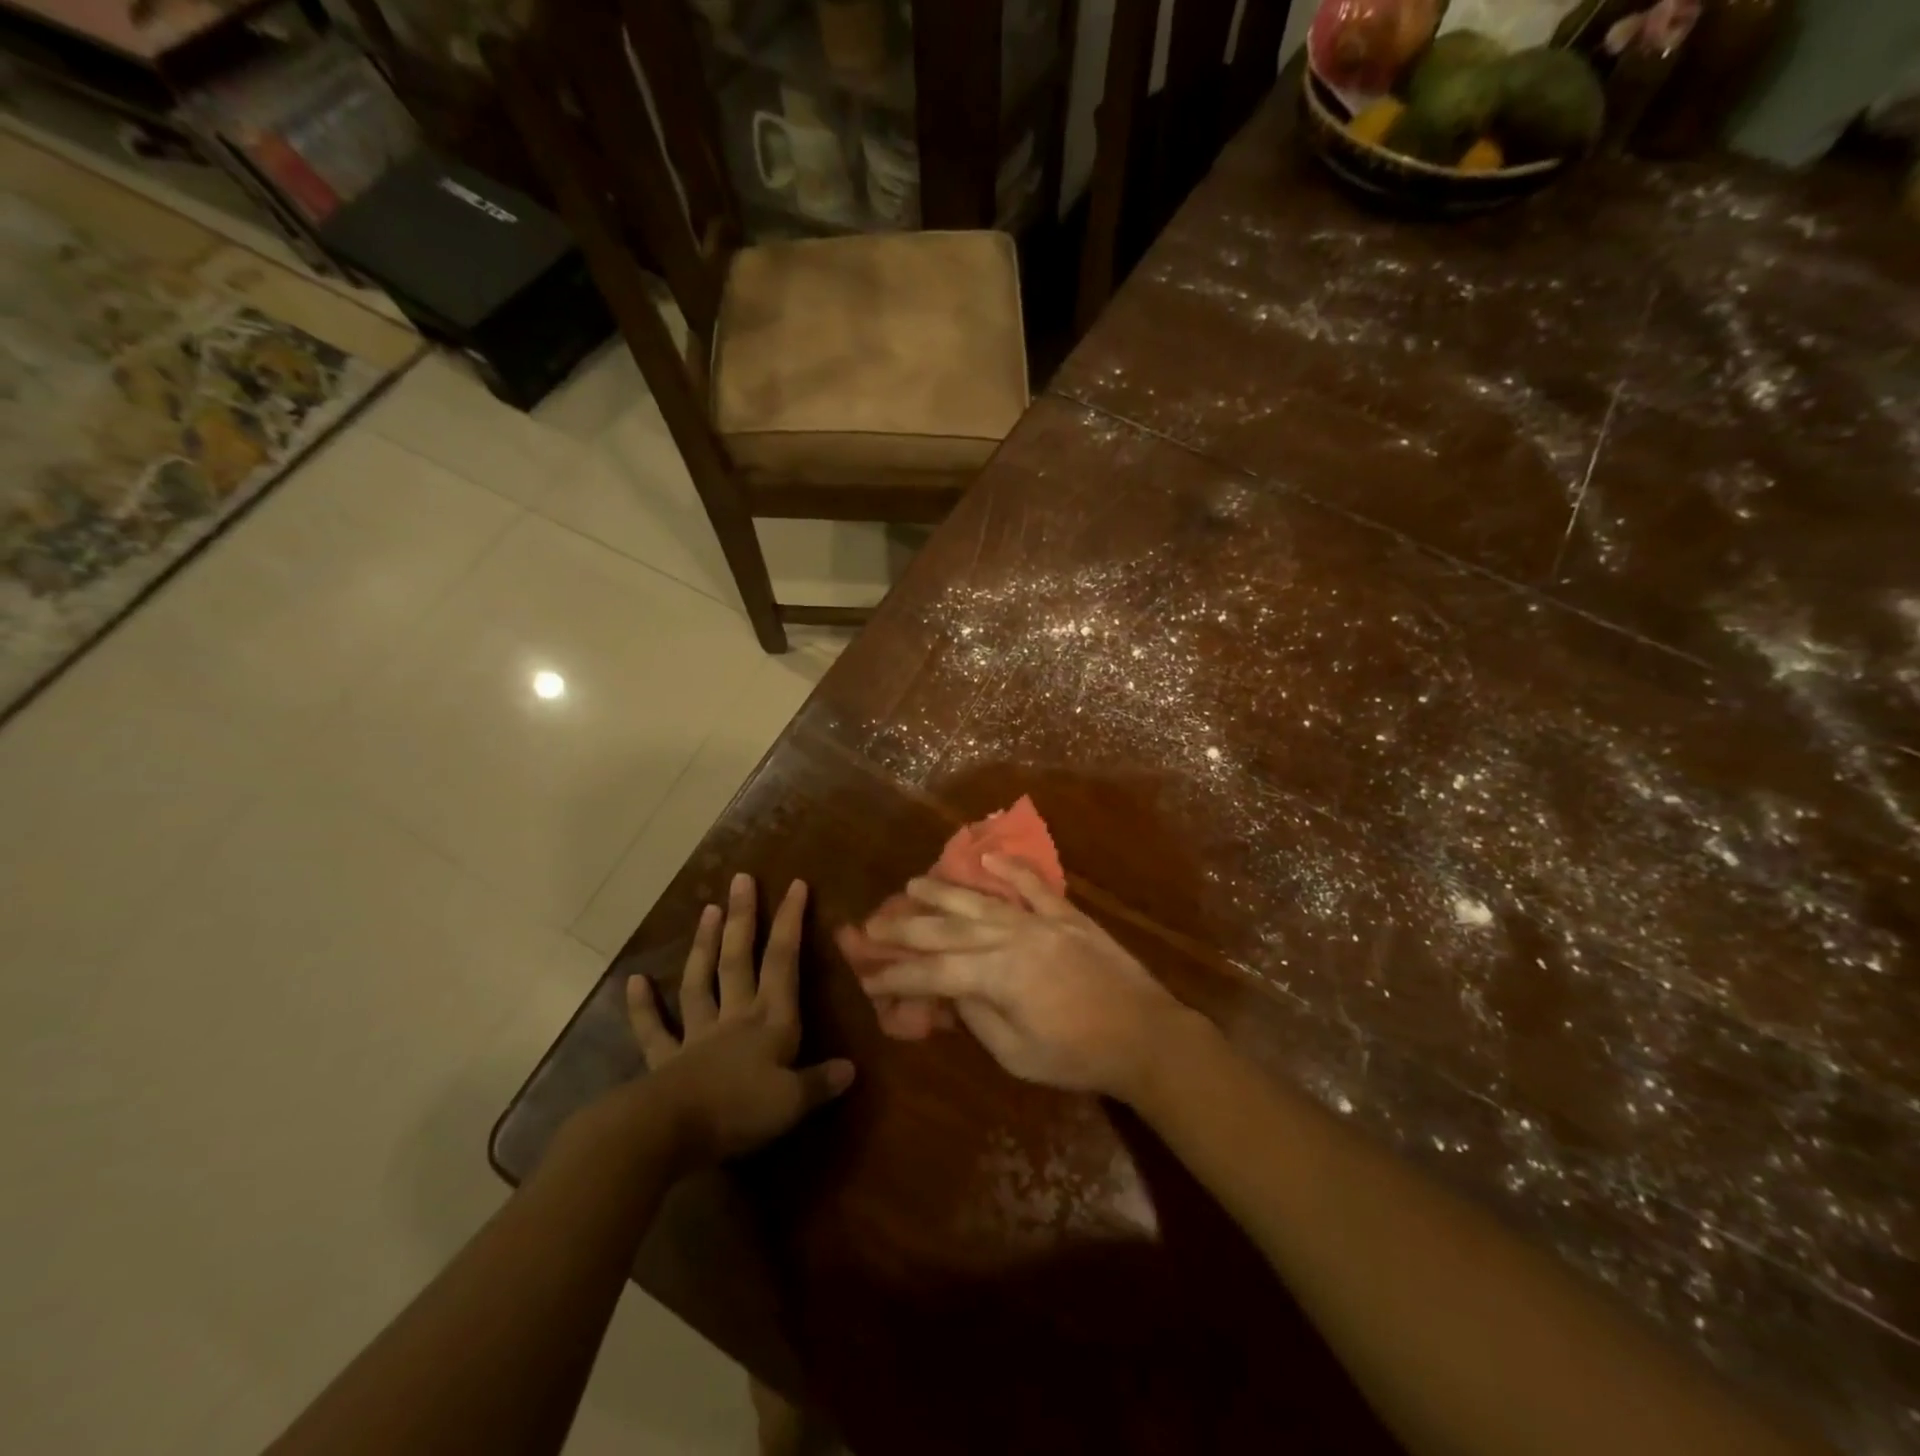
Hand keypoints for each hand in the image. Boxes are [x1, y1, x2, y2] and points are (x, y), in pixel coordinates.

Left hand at [628, 874, 854, 1165]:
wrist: (667, 1133)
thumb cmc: (737, 1111)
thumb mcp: (791, 1102)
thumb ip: (820, 1082)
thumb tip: (851, 1068)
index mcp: (770, 1022)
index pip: (784, 962)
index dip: (790, 922)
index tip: (795, 885)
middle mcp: (735, 1018)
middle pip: (739, 960)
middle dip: (743, 919)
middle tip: (741, 880)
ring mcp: (697, 1036)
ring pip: (701, 982)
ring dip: (704, 946)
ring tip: (707, 909)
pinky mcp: (666, 1061)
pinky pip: (653, 1030)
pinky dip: (643, 1007)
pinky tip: (635, 981)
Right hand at [861, 856, 1196, 1101]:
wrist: (1145, 1035)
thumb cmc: (1078, 1057)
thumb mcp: (1017, 1054)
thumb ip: (978, 1017)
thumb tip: (952, 991)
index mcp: (997, 976)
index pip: (933, 972)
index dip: (897, 975)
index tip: (867, 975)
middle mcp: (1012, 938)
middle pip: (947, 929)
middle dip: (905, 927)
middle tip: (872, 923)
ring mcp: (1041, 921)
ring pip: (981, 901)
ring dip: (944, 891)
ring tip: (913, 883)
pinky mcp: (1067, 915)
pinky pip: (1034, 885)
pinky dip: (1011, 868)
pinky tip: (989, 856)